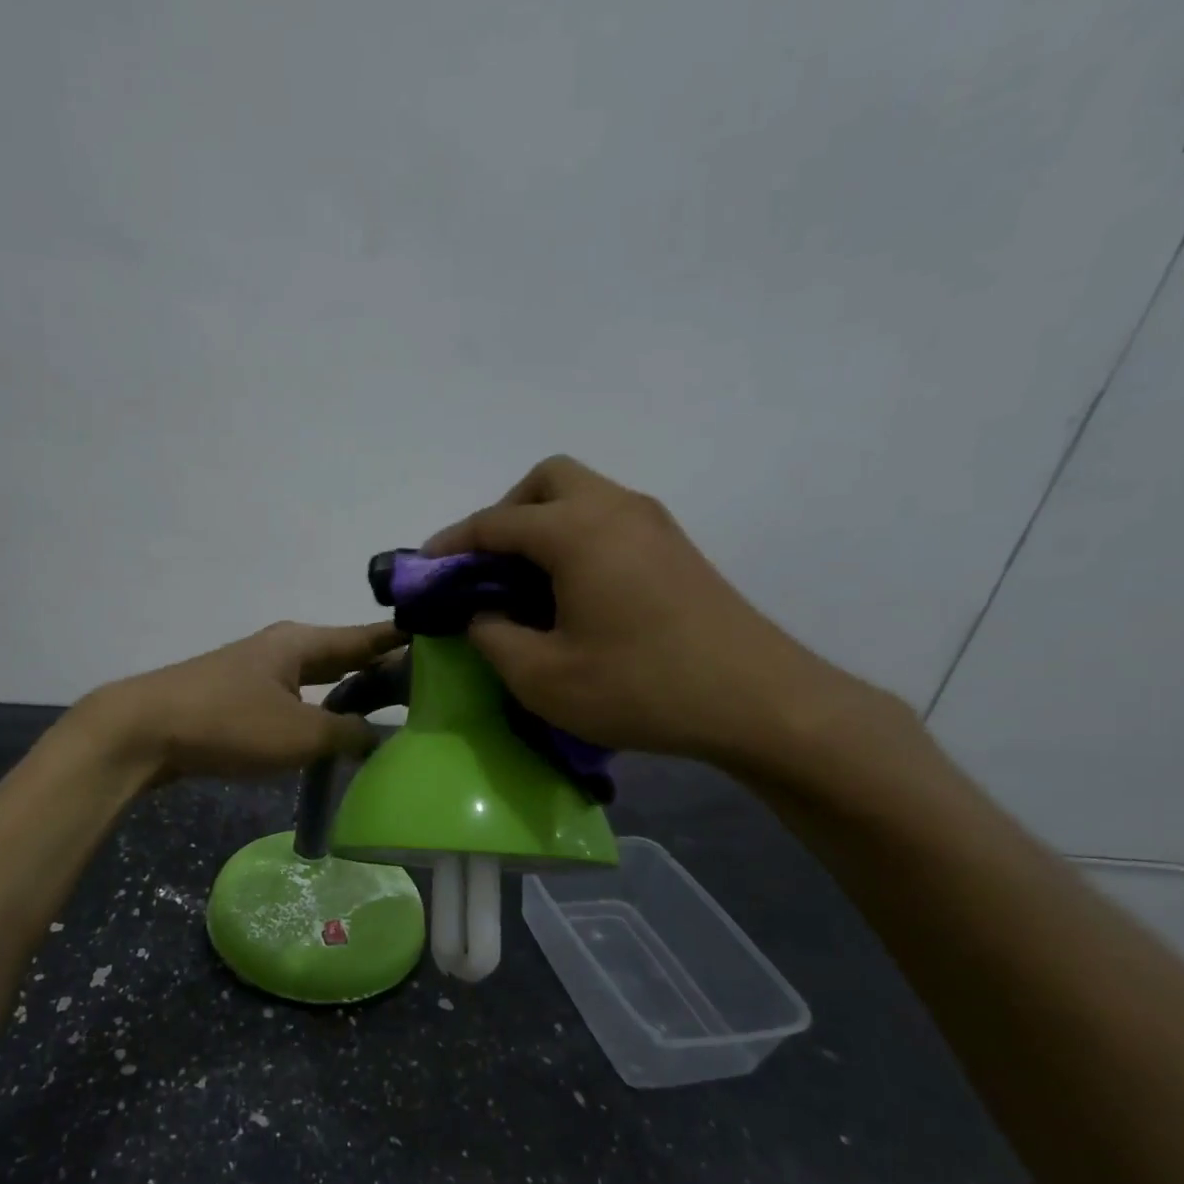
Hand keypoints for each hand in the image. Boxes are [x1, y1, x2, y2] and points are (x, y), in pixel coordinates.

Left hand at [80, 621, 405, 782]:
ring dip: (352, 694)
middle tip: (427, 689)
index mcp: (304, 642)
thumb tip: (383, 738)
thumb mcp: (300, 733)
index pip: (369, 636)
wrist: (143, 732)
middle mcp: (284, 648)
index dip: (407, 641)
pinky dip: (322, 712)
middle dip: (383, 670)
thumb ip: (349, 736)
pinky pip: (297, 699)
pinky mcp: (241, 698)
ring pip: (320, 679)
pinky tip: (334, 733)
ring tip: (391, 714)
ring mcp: (259, 672)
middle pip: (345, 655)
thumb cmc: (229, 723)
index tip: (447, 644)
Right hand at [425, 456, 866, 769]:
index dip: (453, 544)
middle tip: (488, 566)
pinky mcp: (676, 549)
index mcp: (576, 531)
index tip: (425, 568)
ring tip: (525, 584)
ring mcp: (653, 525)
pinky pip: (609, 521)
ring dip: (543, 525)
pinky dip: (576, 540)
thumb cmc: (640, 687)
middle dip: (506, 514)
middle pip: (547, 481)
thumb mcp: (542, 676)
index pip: (496, 521)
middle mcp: (615, 509)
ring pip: (583, 496)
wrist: (758, 702)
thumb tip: (481, 612)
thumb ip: (492, 636)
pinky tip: (572, 594)